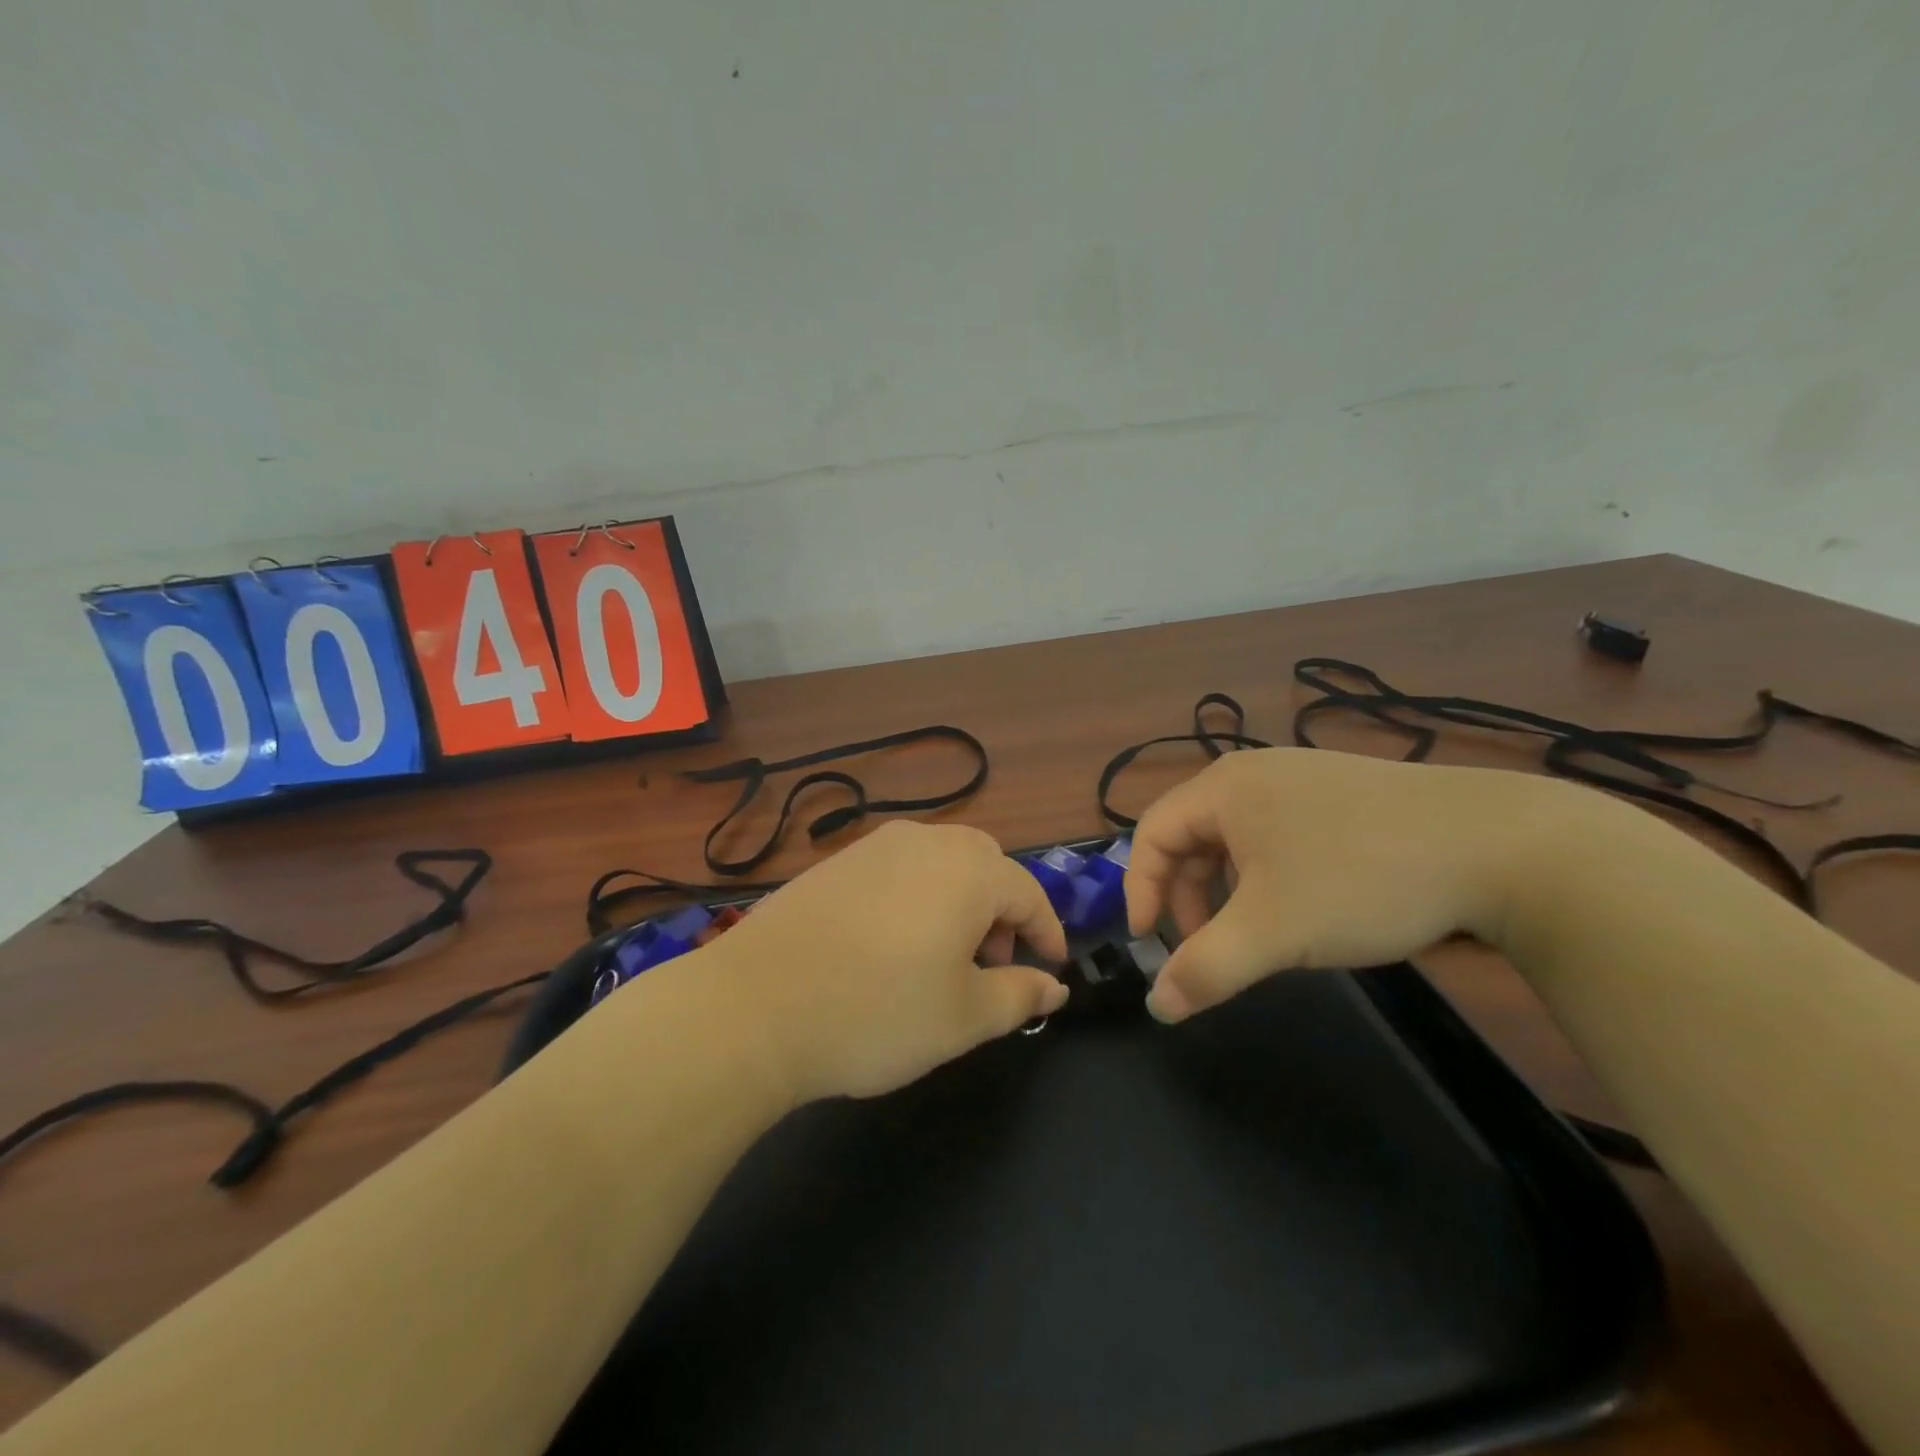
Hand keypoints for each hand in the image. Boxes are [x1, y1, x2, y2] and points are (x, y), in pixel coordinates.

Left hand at [698, 821, 1068, 1103]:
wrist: (754, 1006)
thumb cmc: (877, 1013)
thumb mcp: (964, 1017)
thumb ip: (1020, 995)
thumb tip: (1054, 989)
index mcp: (968, 871)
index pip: (1028, 893)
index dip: (1047, 933)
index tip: (1052, 969)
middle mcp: (924, 842)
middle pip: (985, 865)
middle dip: (1001, 911)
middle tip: (991, 964)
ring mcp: (872, 847)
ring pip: (938, 863)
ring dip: (958, 902)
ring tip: (941, 958)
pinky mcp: (833, 863)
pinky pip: (896, 870)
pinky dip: (915, 898)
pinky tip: (889, 945)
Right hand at [1125, 748, 1559, 1022]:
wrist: (1505, 848)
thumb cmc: (1362, 878)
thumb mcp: (1273, 931)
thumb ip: (1205, 969)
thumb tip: (1157, 1008)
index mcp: (1225, 787)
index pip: (1152, 833)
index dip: (1139, 889)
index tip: (1150, 942)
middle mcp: (1257, 773)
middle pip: (1193, 836)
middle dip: (1190, 896)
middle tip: (1207, 947)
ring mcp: (1305, 780)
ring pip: (1239, 840)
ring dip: (1231, 891)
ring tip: (1259, 934)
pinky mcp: (1347, 797)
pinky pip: (1281, 836)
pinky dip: (1272, 878)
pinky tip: (1308, 907)